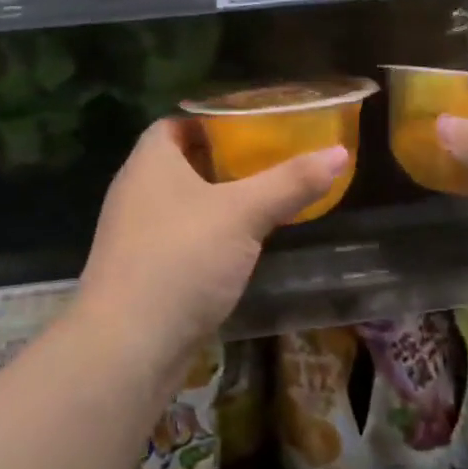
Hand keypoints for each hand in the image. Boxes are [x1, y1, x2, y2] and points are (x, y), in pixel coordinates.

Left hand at [77, 119, 347, 369]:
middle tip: (272, 160)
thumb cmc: (181, 260)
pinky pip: (181, 238)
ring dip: (219, 201)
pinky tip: (240, 246)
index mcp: (150, 162)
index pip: (178, 123)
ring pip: (183, 204)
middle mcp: (136, 191)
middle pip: (183, 162)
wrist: (127, 348)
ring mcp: (135, 234)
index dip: (215, 121)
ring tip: (265, 199)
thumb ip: (290, 182)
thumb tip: (339, 152)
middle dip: (225, 161)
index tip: (256, 126)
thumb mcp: (243, 214)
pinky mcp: (143, 271)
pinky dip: (209, 235)